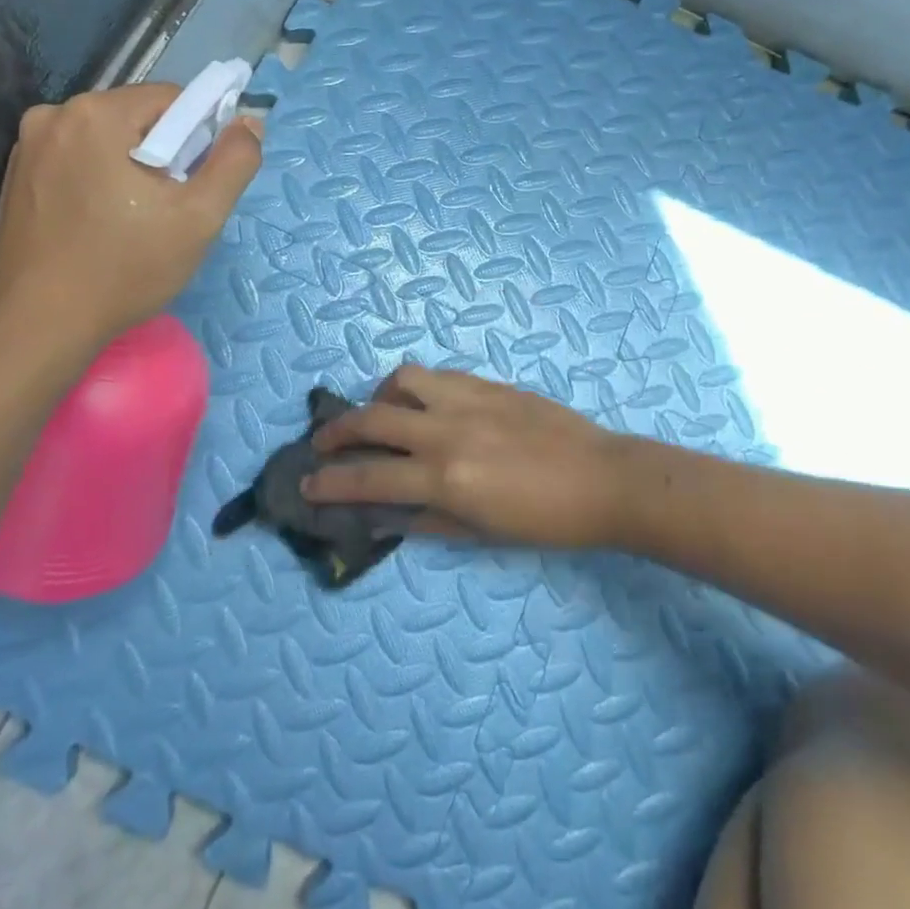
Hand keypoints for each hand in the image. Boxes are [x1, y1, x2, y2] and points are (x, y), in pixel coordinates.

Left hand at [0, 85, 262, 357]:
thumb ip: (235, 162)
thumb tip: (250, 122)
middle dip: (166, 153)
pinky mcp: (18, 175)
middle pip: (138, 117)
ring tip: (138, 220)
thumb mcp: (199, 217)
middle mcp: (54, 115)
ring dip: (134, 166)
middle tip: (172, 208)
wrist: (38, 325)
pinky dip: (102, 179)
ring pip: (109, 139)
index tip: (199, 183)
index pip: (173, 99)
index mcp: (96, 114)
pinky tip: (104, 223)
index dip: (200, 137)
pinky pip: (79, 160)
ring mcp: (28, 145)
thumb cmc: (125, 269)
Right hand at [305, 366, 630, 549]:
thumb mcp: (480, 532)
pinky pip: (438, 376)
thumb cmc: (545, 520)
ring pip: (403, 380)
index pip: (369, 478)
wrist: (603, 479)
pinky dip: (417, 389)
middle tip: (323, 443)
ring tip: (382, 414)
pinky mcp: (488, 383)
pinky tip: (425, 405)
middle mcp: (447, 431)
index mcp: (445, 478)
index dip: (331, 483)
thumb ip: (425, 519)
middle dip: (336, 431)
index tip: (307, 483)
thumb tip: (383, 513)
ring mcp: (468, 400)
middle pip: (372, 419)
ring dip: (379, 396)